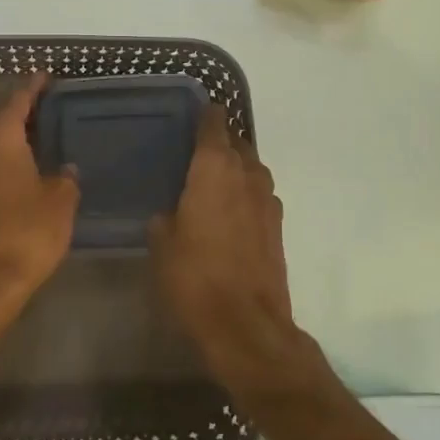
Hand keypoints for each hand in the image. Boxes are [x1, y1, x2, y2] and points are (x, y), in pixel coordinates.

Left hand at [0, 75, 79, 318]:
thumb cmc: (29, 232)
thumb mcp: (61, 202)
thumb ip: (65, 179)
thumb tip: (66, 170)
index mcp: (1, 141)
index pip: (16, 102)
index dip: (31, 87)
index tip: (43, 76)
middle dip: (5, 106)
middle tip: (32, 108)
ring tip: (25, 138)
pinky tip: (13, 170)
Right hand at [150, 104, 297, 377]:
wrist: (246, 324)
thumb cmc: (194, 276)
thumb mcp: (161, 242)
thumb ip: (165, 215)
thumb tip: (171, 211)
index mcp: (214, 167)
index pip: (213, 122)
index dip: (203, 115)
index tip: (190, 115)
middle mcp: (246, 173)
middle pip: (235, 142)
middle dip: (218, 143)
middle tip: (192, 154)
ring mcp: (268, 198)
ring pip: (250, 168)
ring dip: (233, 169)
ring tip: (209, 184)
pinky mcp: (278, 224)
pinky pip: (258, 194)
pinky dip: (244, 194)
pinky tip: (227, 214)